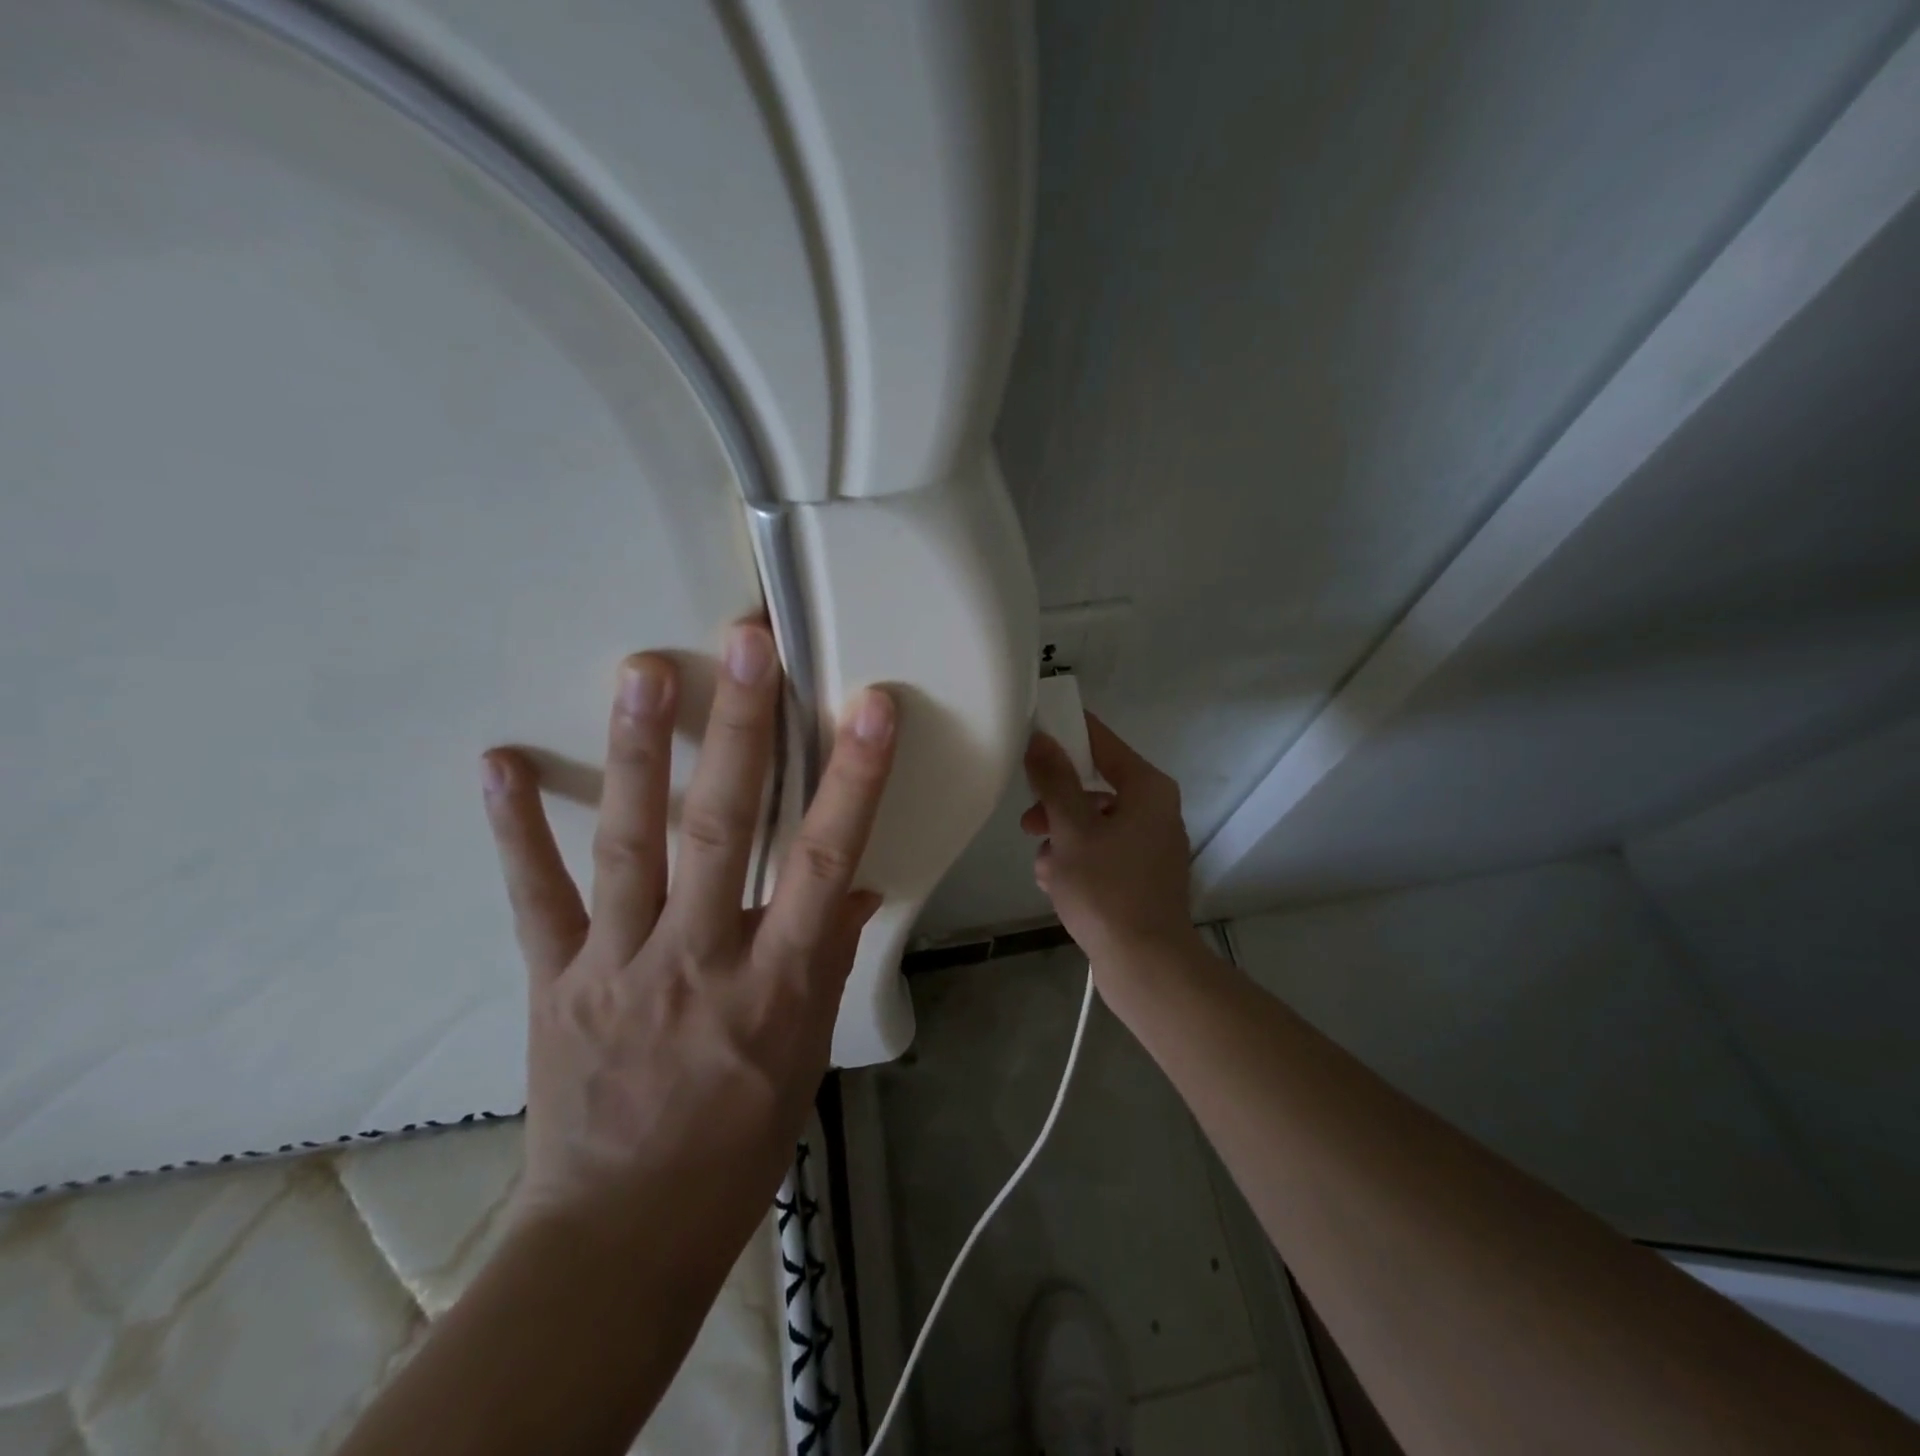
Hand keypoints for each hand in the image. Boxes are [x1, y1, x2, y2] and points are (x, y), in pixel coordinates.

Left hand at [478, 621, 895, 1233]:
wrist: (625, 1233)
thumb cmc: (740, 1139)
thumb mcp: (807, 1052)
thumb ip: (828, 957)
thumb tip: (857, 885)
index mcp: (775, 983)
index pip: (827, 862)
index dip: (852, 780)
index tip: (870, 707)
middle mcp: (698, 958)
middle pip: (725, 831)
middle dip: (740, 731)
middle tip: (746, 644)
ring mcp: (617, 964)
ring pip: (630, 845)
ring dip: (637, 752)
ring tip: (642, 670)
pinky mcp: (555, 980)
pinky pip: (534, 897)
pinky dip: (514, 830)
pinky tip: (498, 763)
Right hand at [1020, 714, 1198, 965]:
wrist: (1145, 965)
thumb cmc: (1106, 889)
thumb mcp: (1071, 830)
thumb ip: (1054, 781)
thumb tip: (1041, 739)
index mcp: (1147, 789)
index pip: (1102, 742)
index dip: (1065, 734)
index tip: (1031, 734)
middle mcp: (1155, 810)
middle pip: (1094, 786)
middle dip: (1056, 804)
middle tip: (1028, 820)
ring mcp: (1150, 846)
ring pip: (1092, 823)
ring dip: (1060, 839)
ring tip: (1044, 867)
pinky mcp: (1141, 877)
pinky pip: (1101, 853)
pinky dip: (1076, 862)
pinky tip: (1055, 886)